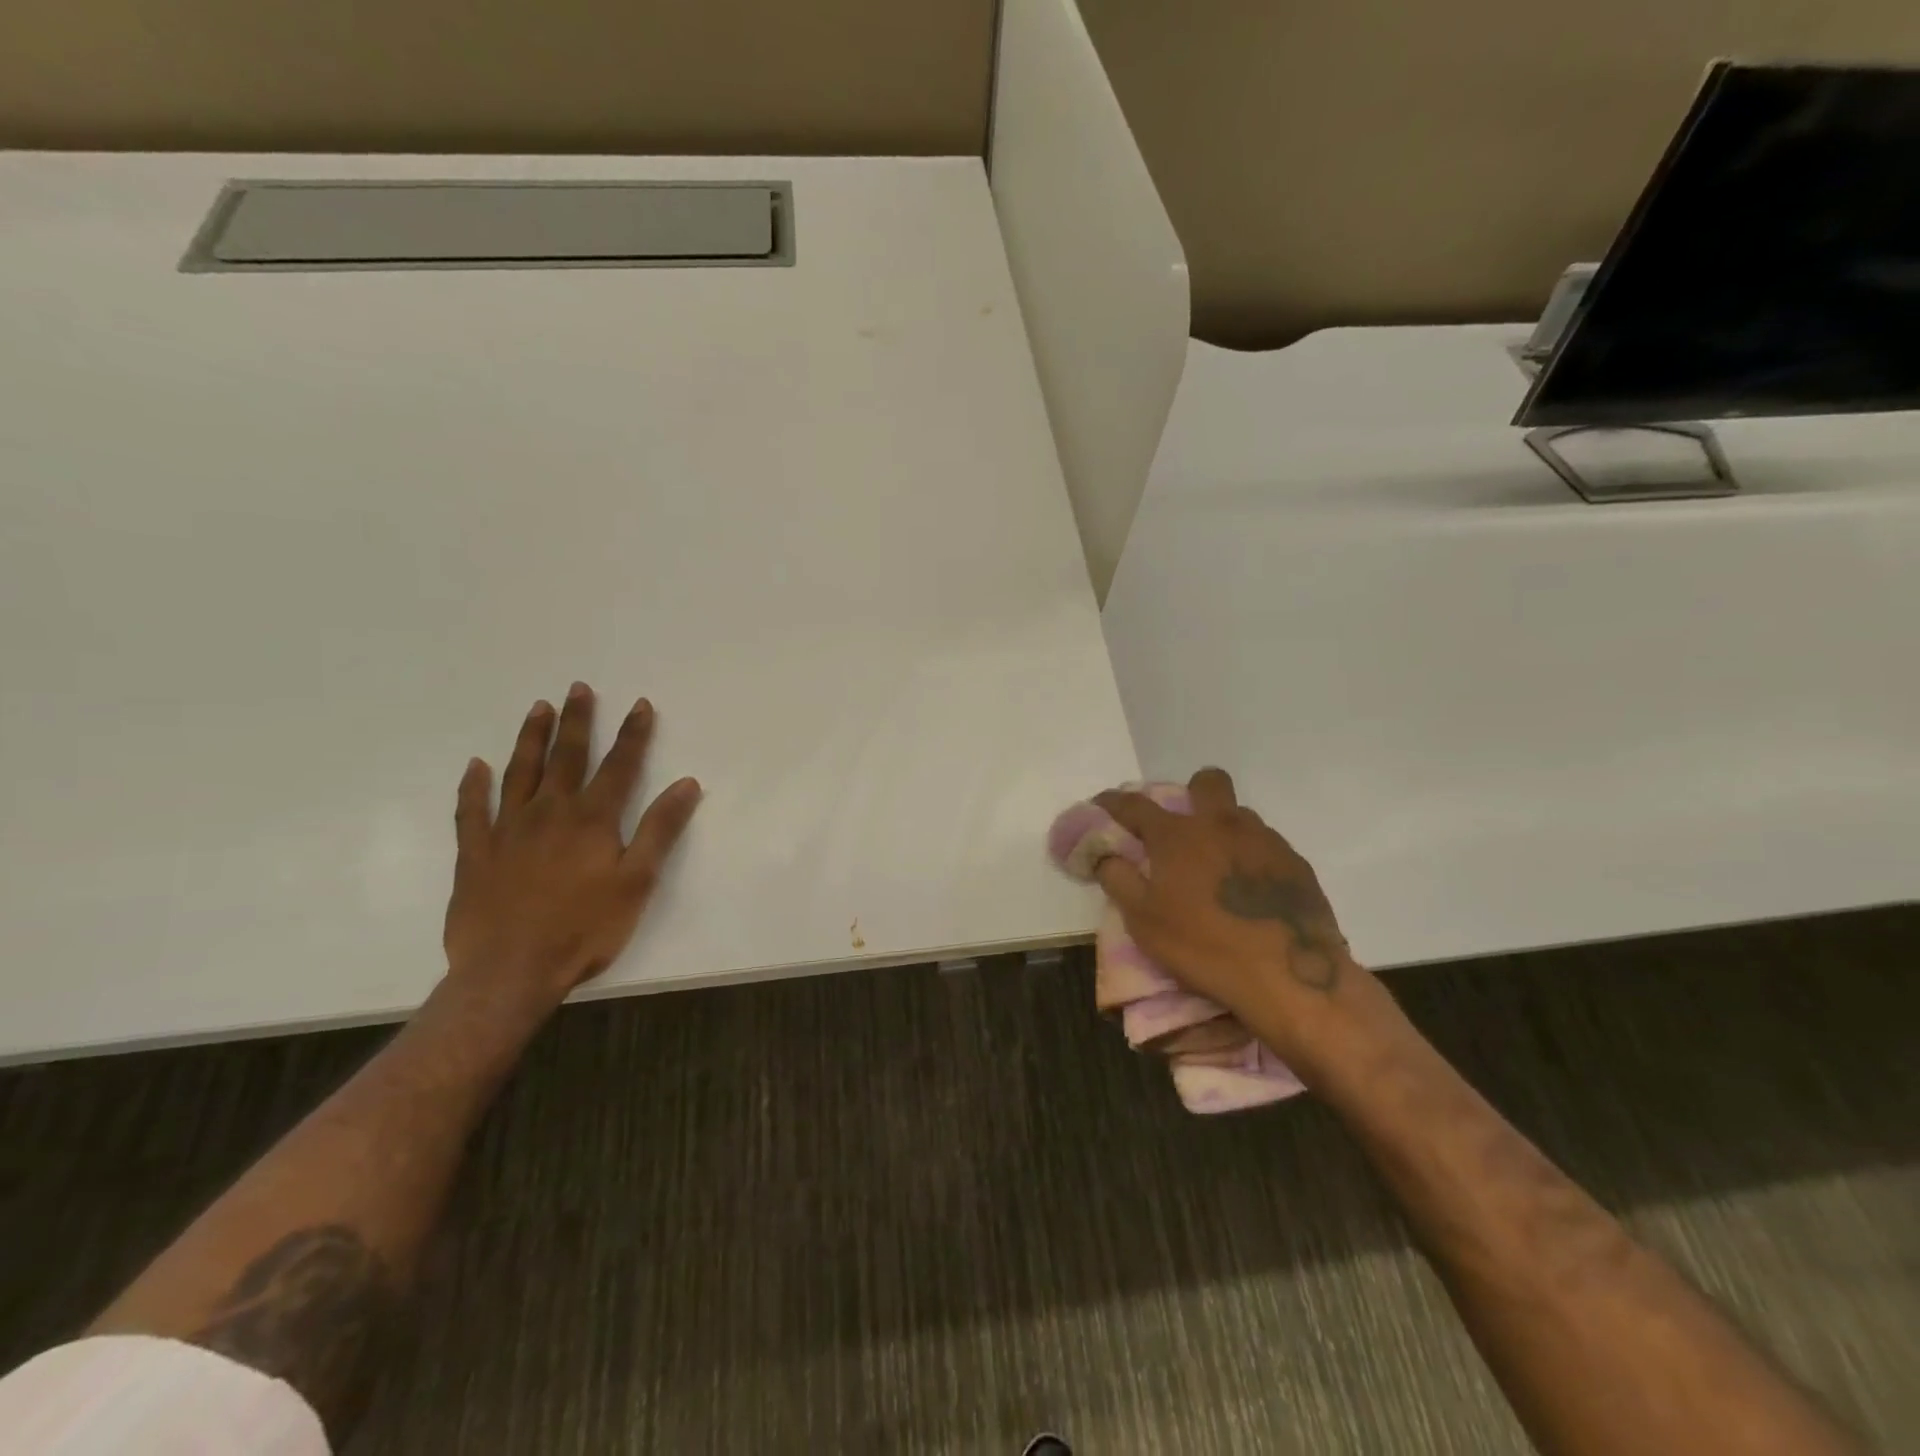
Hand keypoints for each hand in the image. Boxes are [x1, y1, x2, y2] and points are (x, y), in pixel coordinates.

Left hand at [443, 683, 701, 1010]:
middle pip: (566, 757)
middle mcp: (549, 813)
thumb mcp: (637, 882)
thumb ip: (660, 830)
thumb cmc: (584, 929)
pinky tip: (475, 767)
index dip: (633, 734)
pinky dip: (472, 786)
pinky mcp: (475, 854)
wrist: (509, 972)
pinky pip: (471, 811)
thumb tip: (687, 784)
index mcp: (592, 820)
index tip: (641, 704)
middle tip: (578, 688)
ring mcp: (507, 830)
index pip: (620, 766)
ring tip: (537, 708)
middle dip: (577, 721)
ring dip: (530, 738)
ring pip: (520, 772)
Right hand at [1094, 769, 1359, 1037]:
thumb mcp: (1143, 921)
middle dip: (1191, 792)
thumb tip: (1105, 854)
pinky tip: (1250, 889)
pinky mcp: (1296, 863)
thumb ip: (1118, 879)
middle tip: (1182, 827)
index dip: (1114, 801)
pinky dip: (1251, 857)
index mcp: (1178, 835)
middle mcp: (1221, 824)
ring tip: (1217, 865)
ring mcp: (1264, 840)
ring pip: (1240, 814)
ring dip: (1223, 828)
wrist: (1290, 977)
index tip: (1103, 803)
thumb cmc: (1203, 946)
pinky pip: (1266, 844)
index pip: (1136, 805)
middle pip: (1207, 782)